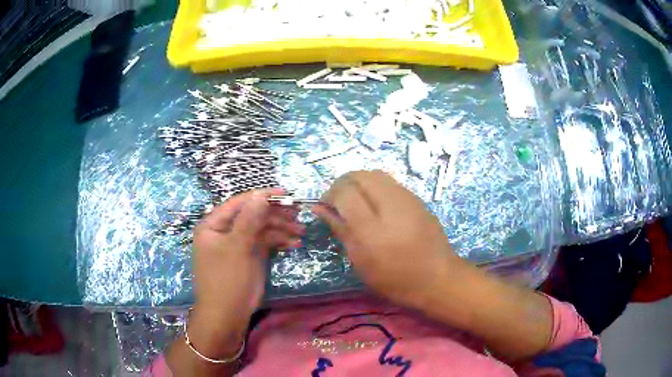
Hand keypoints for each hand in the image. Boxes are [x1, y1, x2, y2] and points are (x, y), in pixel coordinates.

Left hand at [189, 189, 304, 354]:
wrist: (227, 315)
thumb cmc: (226, 280)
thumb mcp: (237, 248)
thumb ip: (249, 220)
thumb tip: (261, 195)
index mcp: (214, 225)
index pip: (239, 203)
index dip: (262, 196)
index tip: (285, 193)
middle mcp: (225, 231)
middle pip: (252, 215)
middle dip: (275, 214)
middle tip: (298, 213)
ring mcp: (237, 244)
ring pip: (261, 229)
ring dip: (281, 228)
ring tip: (301, 230)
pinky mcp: (248, 256)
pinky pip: (264, 243)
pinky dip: (279, 242)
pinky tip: (294, 243)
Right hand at [312, 170, 464, 308]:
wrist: (437, 278)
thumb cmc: (394, 279)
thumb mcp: (360, 261)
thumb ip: (340, 229)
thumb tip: (319, 208)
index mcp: (371, 229)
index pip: (344, 193)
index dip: (329, 195)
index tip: (325, 207)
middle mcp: (390, 206)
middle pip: (359, 175)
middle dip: (343, 183)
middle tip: (339, 201)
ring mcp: (407, 199)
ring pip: (375, 173)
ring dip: (359, 182)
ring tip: (357, 201)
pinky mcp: (417, 198)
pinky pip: (390, 182)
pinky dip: (375, 187)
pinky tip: (377, 205)